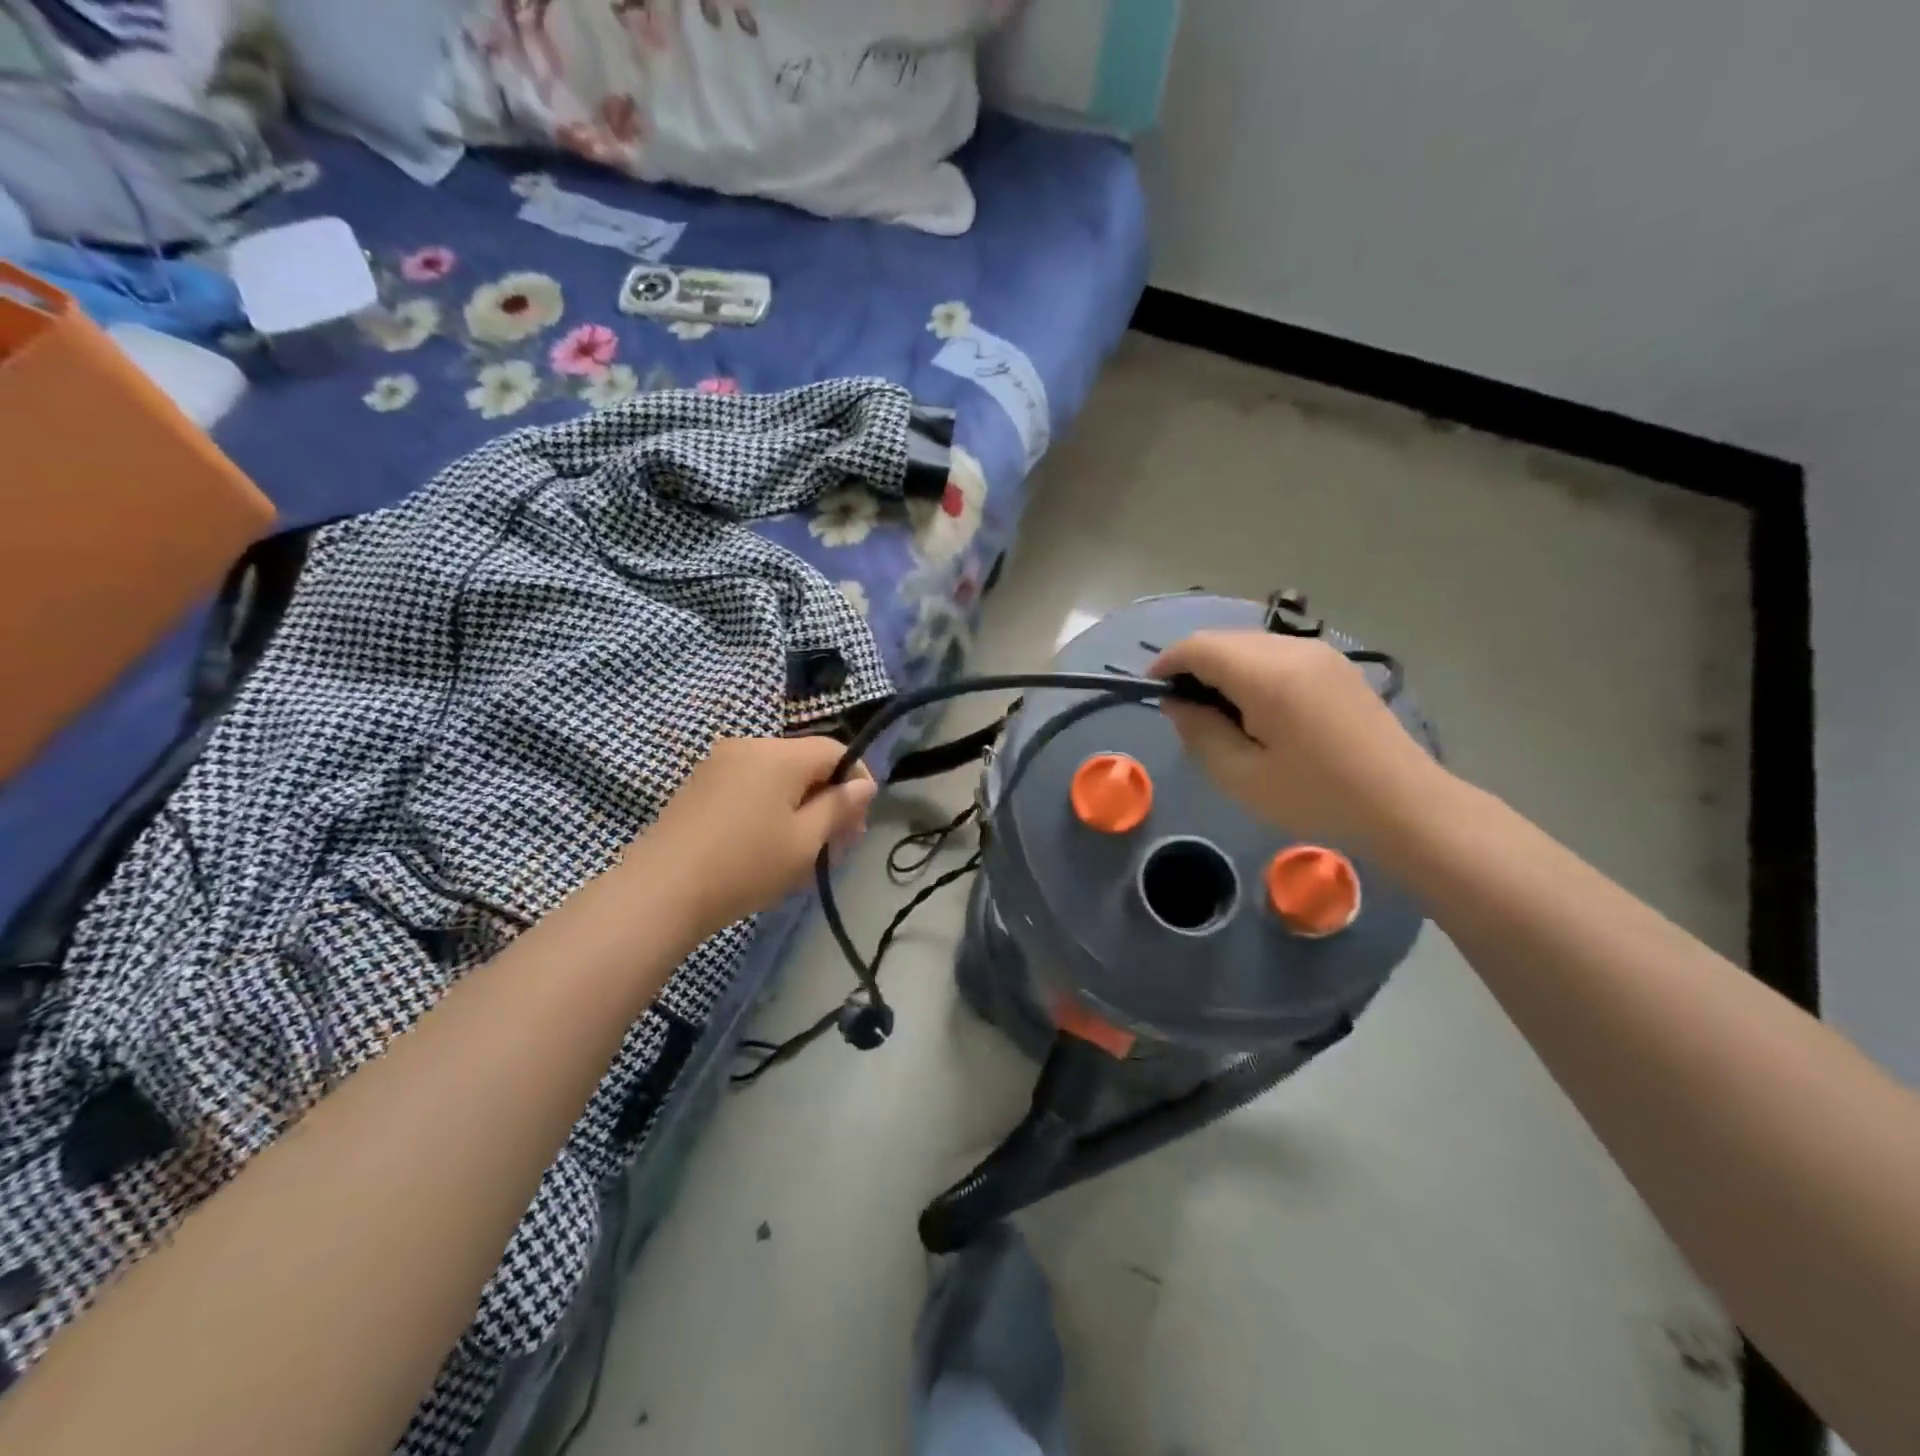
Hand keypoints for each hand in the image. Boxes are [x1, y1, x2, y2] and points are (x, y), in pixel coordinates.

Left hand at [638, 735, 875, 936]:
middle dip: (829, 797)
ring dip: (801, 805)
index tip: (862, 819)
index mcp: (779, 754)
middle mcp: (749, 746)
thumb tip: (864, 785)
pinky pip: (750, 785)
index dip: (858, 779)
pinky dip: (771, 807)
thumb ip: (840, 807)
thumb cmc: (746, 864)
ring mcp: (719, 764)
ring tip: (806, 849)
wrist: (661, 890)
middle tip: (840, 843)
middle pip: (805, 763)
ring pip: (778, 777)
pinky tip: (770, 843)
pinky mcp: (699, 785)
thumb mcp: (806, 840)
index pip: (835, 750)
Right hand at [1151, 631, 1446, 852]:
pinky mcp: (1334, 665)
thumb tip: (1177, 702)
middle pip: (1224, 639)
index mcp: (1267, 675)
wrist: (1403, 805)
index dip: (1167, 663)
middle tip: (1185, 710)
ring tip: (1219, 712)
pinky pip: (1276, 653)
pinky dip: (1251, 670)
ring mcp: (1319, 653)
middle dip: (1194, 665)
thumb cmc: (1316, 796)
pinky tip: (1256, 707)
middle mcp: (1292, 649)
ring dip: (1223, 667)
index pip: (1199, 646)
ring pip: (1250, 644)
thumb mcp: (1241, 776)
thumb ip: (1199, 732)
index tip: (1152, 691)